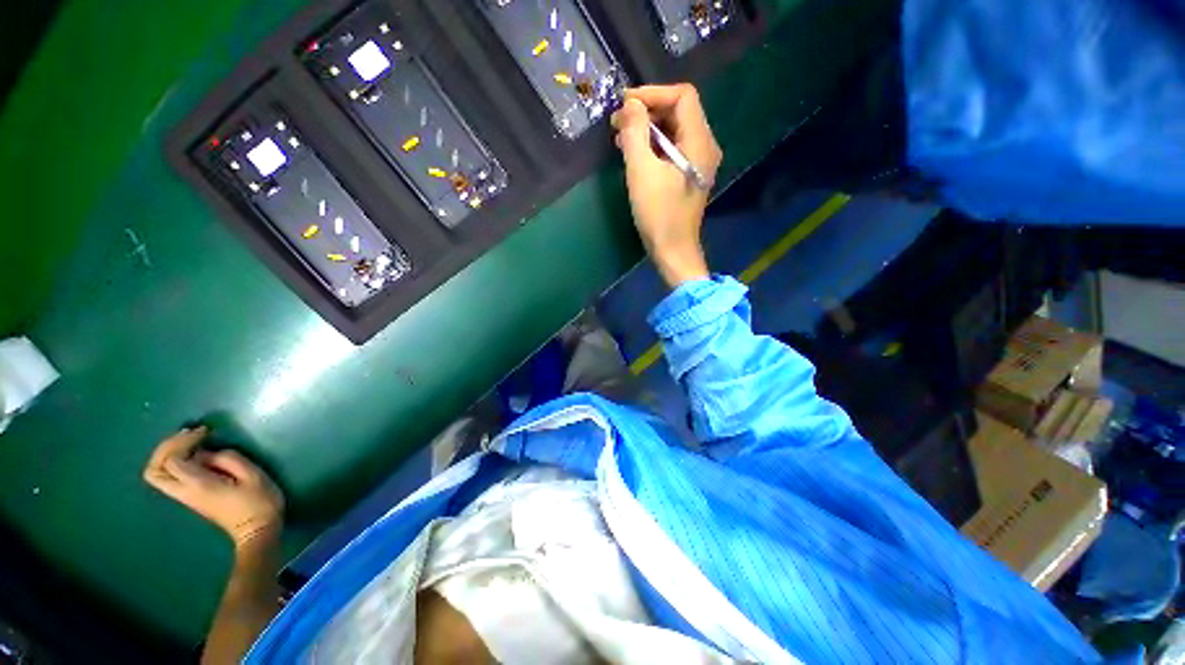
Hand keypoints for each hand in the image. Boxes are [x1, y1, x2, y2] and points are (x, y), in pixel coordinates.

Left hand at [143, 427, 284, 550]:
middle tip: (187, 434)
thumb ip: (228, 459)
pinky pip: (170, 477)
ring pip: (157, 475)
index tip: (205, 432)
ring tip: (189, 441)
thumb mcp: (252, 475)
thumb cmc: (259, 502)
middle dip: (165, 448)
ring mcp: (186, 496)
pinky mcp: (191, 497)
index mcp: (198, 485)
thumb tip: (209, 453)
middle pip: (154, 470)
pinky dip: (174, 461)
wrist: (257, 531)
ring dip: (167, 455)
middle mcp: (184, 491)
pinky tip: (195, 454)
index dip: (184, 441)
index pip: (172, 460)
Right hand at [611, 84, 721, 287]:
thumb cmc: (658, 214)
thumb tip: (629, 105)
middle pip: (679, 111)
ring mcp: (699, 162)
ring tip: (620, 137)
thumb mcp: (641, 171)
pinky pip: (673, 149)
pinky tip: (634, 153)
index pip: (682, 96)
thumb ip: (635, 132)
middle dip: (647, 111)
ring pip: (674, 130)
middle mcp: (705, 146)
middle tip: (618, 122)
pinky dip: (653, 146)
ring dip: (648, 129)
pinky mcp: (689, 175)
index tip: (624, 104)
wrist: (673, 250)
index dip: (652, 93)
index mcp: (699, 141)